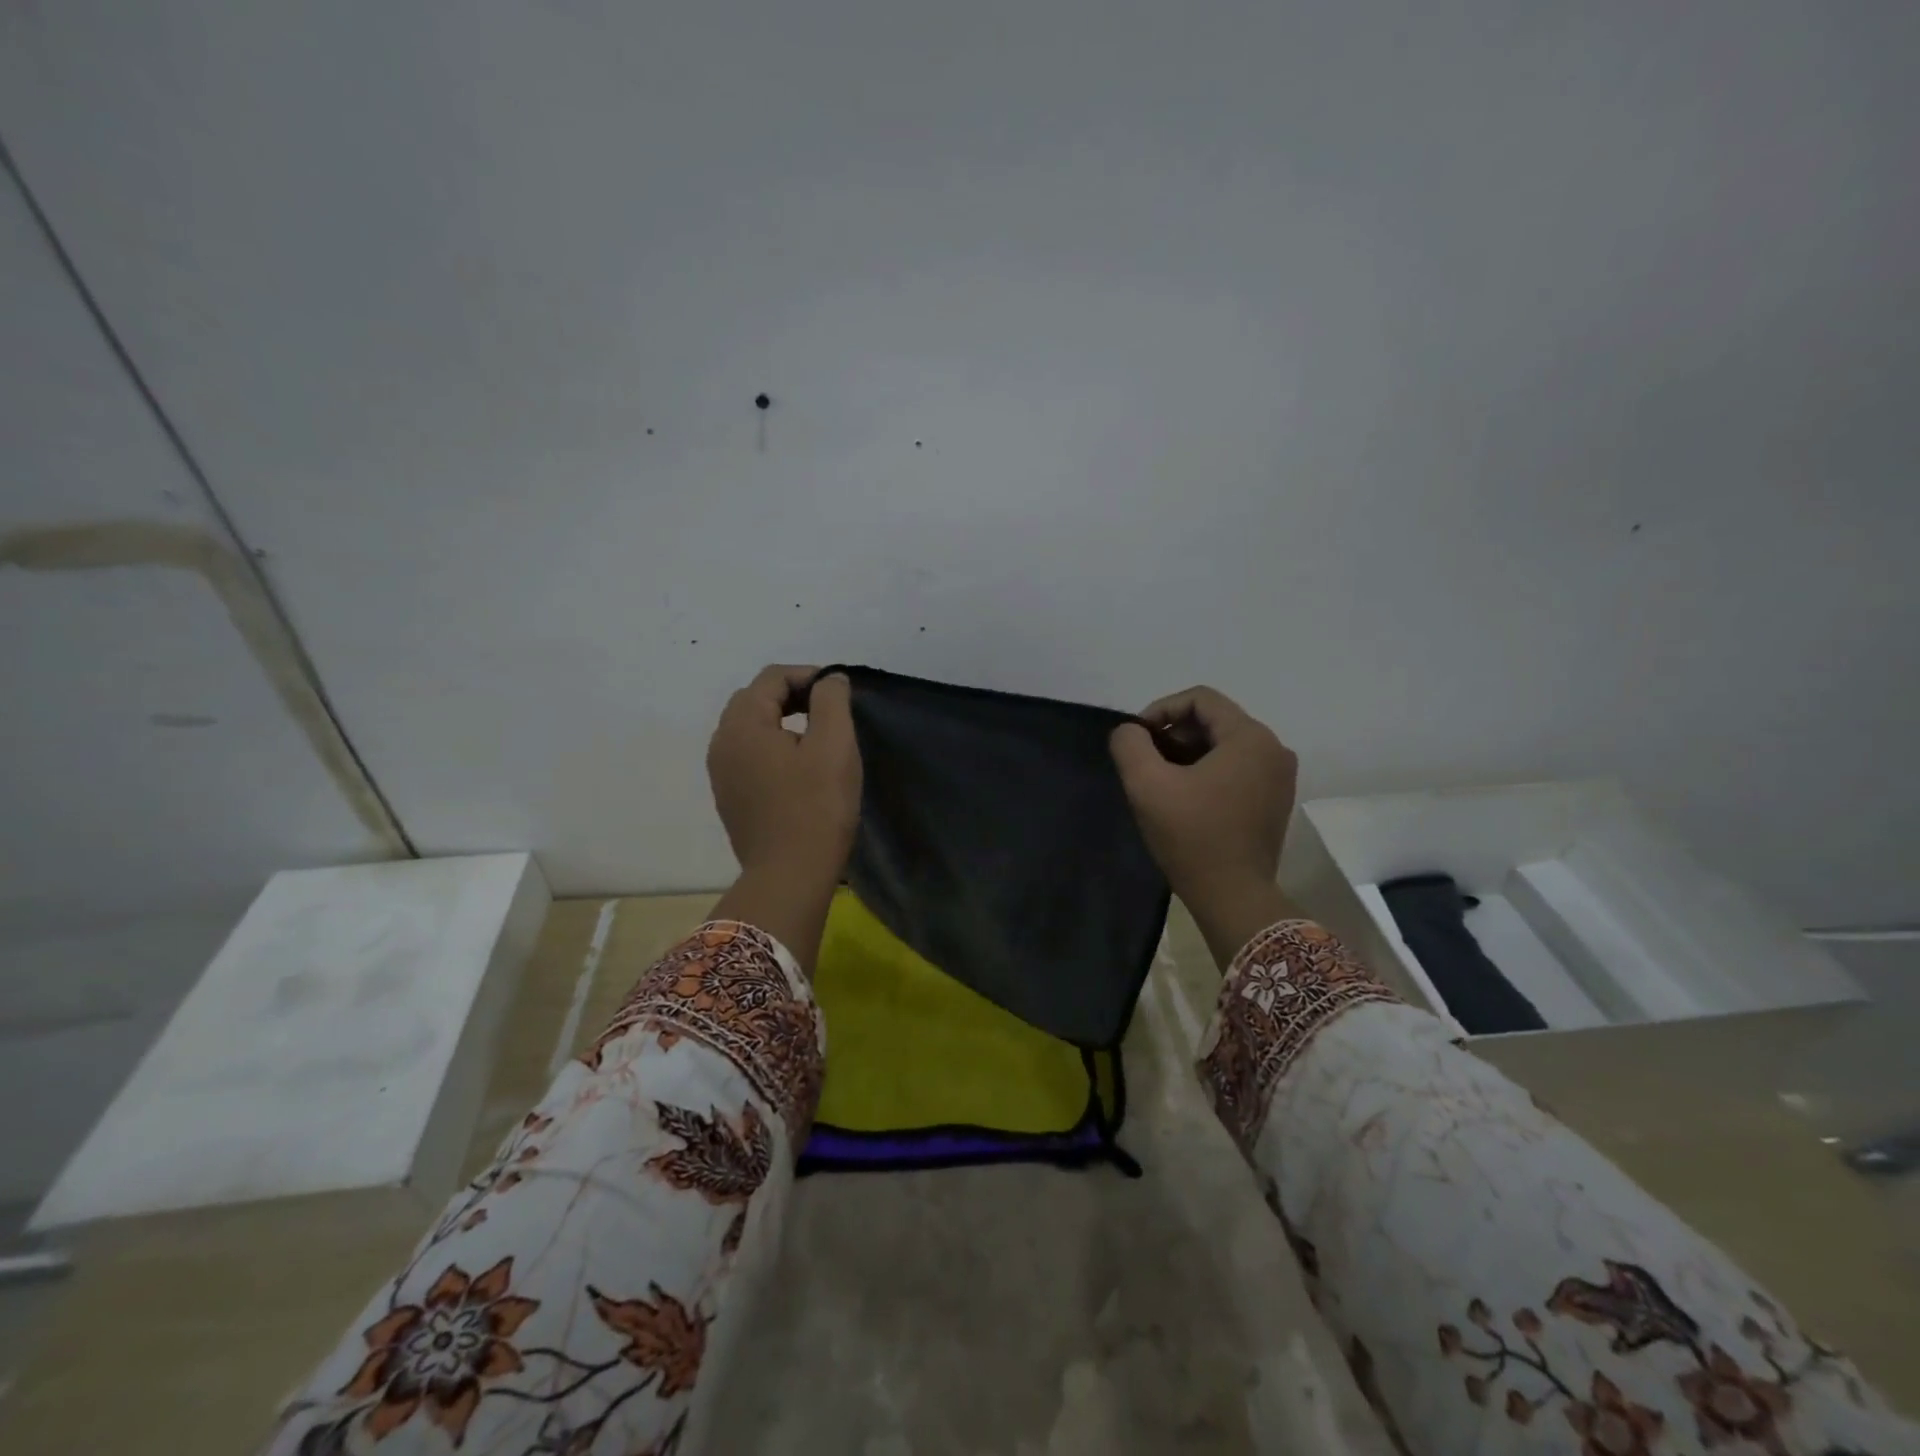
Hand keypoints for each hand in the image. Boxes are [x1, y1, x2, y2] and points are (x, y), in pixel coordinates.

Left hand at [707, 665, 861, 880]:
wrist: (790, 876)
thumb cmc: (817, 807)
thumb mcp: (834, 745)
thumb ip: (831, 701)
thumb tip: (829, 680)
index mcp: (742, 725)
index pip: (771, 678)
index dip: (808, 675)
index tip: (839, 692)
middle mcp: (721, 742)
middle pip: (754, 699)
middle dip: (792, 695)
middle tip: (828, 711)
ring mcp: (720, 772)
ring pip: (749, 728)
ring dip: (780, 721)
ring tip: (816, 736)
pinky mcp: (728, 796)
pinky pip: (747, 754)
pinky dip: (771, 746)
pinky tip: (797, 767)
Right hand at [1110, 687, 1300, 966]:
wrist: (1233, 898)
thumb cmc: (1192, 836)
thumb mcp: (1147, 784)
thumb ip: (1131, 744)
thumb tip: (1131, 731)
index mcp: (1250, 737)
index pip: (1200, 699)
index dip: (1161, 710)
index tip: (1136, 738)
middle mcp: (1273, 749)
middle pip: (1214, 720)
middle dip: (1173, 733)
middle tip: (1144, 760)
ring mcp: (1279, 777)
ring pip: (1224, 745)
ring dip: (1188, 753)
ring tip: (1159, 779)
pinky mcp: (1275, 800)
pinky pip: (1237, 768)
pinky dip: (1207, 771)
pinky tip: (1183, 796)